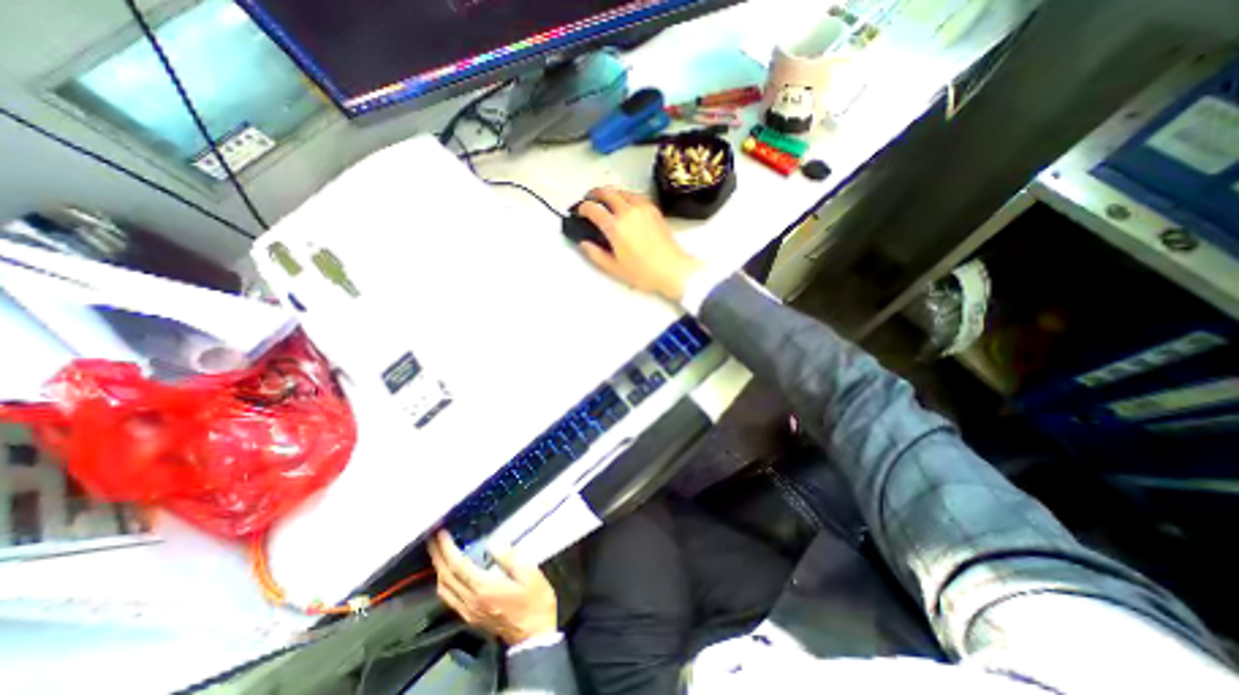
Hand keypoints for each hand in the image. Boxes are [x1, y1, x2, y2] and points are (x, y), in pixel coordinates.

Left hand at [428, 532, 558, 644]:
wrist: (533, 635)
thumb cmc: (534, 601)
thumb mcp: (530, 574)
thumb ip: (510, 558)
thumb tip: (493, 543)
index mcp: (484, 588)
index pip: (458, 565)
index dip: (447, 548)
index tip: (441, 532)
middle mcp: (470, 601)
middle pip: (446, 577)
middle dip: (437, 555)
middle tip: (433, 537)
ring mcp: (468, 611)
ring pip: (444, 589)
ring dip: (438, 568)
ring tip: (438, 551)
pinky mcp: (470, 617)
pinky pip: (449, 598)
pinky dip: (443, 582)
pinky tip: (447, 574)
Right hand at [575, 185, 701, 301]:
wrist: (672, 269)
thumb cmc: (645, 272)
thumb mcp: (614, 268)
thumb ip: (596, 254)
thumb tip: (584, 244)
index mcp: (616, 227)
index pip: (593, 209)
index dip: (583, 208)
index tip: (580, 211)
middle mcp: (628, 213)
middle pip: (607, 192)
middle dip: (595, 194)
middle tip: (590, 200)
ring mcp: (643, 209)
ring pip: (622, 190)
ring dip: (611, 192)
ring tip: (607, 200)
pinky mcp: (654, 210)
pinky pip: (636, 195)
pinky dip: (627, 195)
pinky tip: (626, 204)